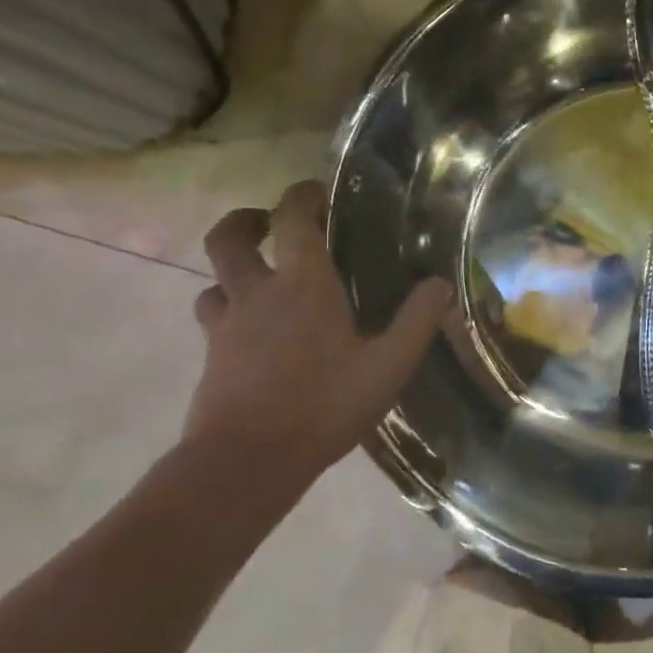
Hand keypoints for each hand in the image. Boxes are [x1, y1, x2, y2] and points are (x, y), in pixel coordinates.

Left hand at [182, 181, 451, 470]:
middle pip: (228, 239)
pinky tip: (252, 333)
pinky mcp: (211, 358)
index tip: (316, 191)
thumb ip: (418, 321)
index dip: (302, 195)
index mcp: (302, 285)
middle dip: (245, 221)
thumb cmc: (323, 404)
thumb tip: (441, 283)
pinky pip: (213, 319)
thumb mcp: (389, 365)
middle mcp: (257, 294)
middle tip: (268, 222)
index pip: (293, 219)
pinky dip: (228, 312)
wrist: (246, 461)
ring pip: (214, 281)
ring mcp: (227, 326)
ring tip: (260, 280)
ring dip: (233, 271)